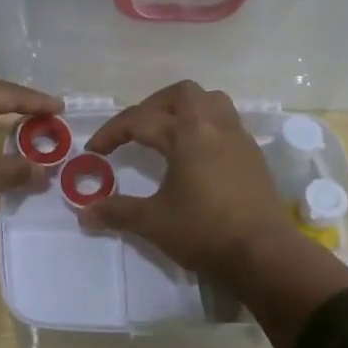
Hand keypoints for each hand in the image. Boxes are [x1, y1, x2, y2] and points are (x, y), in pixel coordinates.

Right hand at [80, 81, 292, 281]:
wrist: (264, 253)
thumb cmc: (205, 232)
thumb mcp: (154, 222)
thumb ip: (118, 211)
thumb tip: (84, 212)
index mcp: (188, 134)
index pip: (140, 121)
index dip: (112, 133)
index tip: (94, 151)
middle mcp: (215, 126)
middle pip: (182, 94)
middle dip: (153, 105)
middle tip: (136, 129)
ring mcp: (239, 139)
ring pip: (212, 102)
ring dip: (185, 109)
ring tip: (167, 133)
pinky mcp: (254, 156)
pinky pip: (227, 124)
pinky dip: (206, 128)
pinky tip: (196, 155)